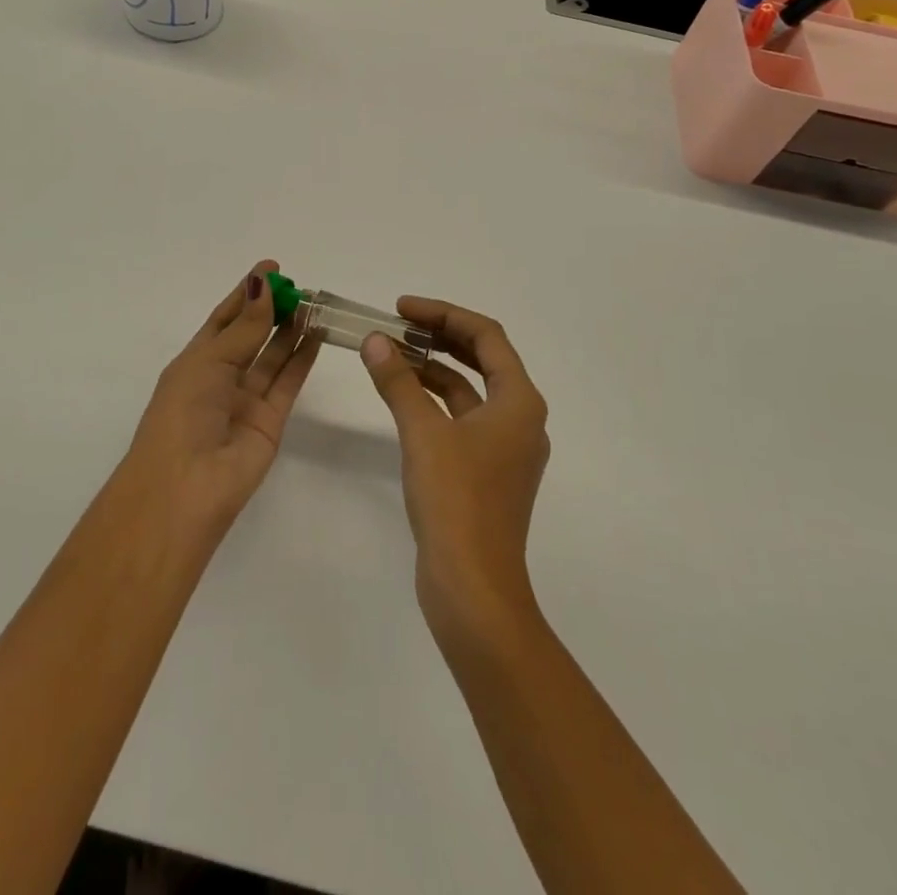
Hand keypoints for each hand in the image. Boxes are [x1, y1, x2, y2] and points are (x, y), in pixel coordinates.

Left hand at [125, 261, 320, 537]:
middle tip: (300, 285)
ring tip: (315, 303)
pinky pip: (288, 381)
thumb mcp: (209, 362)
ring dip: (292, 329)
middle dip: (273, 309)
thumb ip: (244, 328)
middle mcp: (220, 378)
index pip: (224, 318)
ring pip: (273, 356)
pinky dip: (303, 357)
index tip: (272, 268)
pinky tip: (318, 333)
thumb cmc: (182, 414)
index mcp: (195, 362)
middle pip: (252, 335)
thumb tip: (264, 284)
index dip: (246, 293)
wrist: (184, 488)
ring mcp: (246, 400)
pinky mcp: (271, 421)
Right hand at [360, 299, 549, 637]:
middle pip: (482, 359)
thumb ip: (398, 381)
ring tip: (393, 354)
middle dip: (439, 336)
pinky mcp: (487, 471)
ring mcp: (505, 448)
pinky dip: (435, 401)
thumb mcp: (422, 433)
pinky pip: (462, 418)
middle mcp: (520, 418)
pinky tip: (404, 397)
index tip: (402, 308)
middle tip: (397, 323)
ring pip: (470, 390)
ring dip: (434, 368)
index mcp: (519, 401)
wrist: (473, 588)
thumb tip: (375, 341)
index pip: (486, 336)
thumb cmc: (456, 501)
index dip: (443, 314)